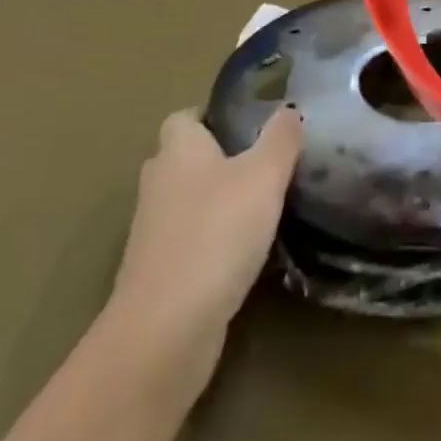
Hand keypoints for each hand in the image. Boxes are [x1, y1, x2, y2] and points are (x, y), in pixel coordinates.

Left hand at [104, 108, 302, 381]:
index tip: (248, 124)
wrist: (166, 331)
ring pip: (186, 203)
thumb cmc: (216, 233)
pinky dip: (212, 243)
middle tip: (263, 163)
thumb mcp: (264, 175)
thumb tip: (289, 109)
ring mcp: (152, 234)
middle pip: (184, 159)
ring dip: (216, 204)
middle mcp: (158, 184)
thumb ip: (281, 138)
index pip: (184, 117)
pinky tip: (245, 253)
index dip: (212, 116)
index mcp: (177, 150)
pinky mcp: (157, 276)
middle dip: (217, 159)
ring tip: (262, 207)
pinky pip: (188, 244)